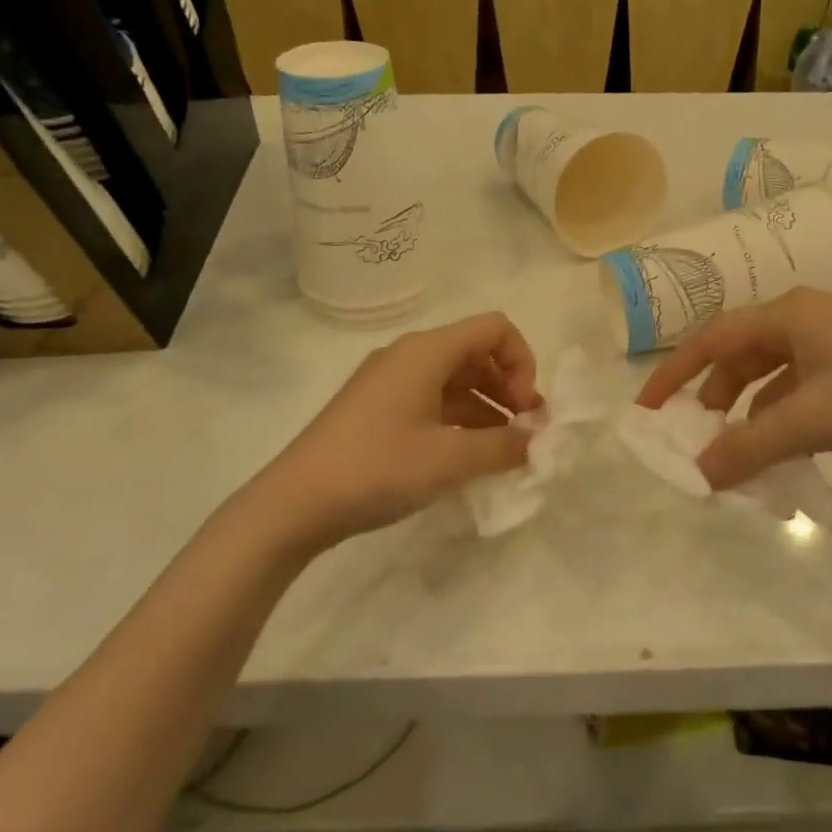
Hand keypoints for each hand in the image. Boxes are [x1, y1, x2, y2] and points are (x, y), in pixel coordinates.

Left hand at [257, 312, 541, 547]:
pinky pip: (433, 401)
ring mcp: (390, 383)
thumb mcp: (451, 459)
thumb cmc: (378, 467)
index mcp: (427, 351)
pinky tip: (469, 457)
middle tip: (524, 433)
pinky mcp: (378, 409)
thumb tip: (535, 441)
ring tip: (503, 451)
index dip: (523, 363)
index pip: (495, 328)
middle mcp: (409, 356)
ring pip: (456, 380)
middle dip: (509, 388)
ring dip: (488, 408)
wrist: (296, 502)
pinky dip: (460, 421)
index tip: (525, 410)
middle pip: (477, 353)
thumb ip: (505, 446)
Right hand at [635, 289, 831, 488]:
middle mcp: (805, 319)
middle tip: (694, 437)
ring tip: (736, 451)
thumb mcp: (813, 422)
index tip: (646, 410)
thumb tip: (697, 476)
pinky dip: (781, 416)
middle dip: (710, 397)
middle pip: (738, 356)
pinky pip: (799, 388)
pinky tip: (784, 449)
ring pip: (770, 374)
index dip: (672, 374)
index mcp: (788, 315)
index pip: (710, 340)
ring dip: (747, 411)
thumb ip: (749, 448)